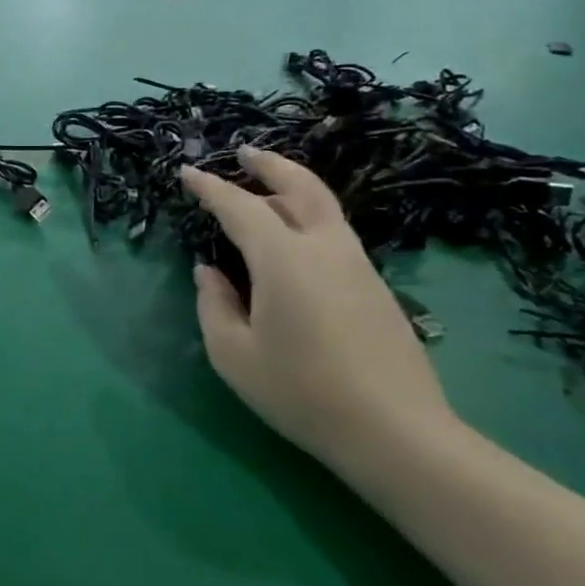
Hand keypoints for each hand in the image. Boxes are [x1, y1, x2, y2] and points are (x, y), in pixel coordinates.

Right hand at [180, 148, 454, 468]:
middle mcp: (324, 249)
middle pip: (301, 187)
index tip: (187, 173)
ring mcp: (358, 266)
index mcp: (284, 259)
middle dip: (270, 165)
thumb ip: (213, 305)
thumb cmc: (301, 392)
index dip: (211, 188)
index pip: (240, 207)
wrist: (396, 432)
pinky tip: (293, 237)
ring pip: (324, 207)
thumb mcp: (233, 354)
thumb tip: (209, 272)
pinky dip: (308, 216)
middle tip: (244, 153)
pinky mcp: (375, 287)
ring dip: (292, 188)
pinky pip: (335, 233)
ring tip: (265, 189)